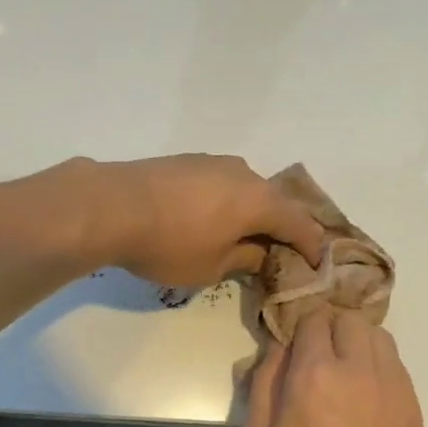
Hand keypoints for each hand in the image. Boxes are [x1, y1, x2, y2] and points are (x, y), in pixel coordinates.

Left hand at [91, 155, 324, 288]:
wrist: (111, 205)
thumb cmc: (169, 243)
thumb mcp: (211, 266)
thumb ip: (244, 259)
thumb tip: (260, 253)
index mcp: (259, 200)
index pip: (300, 224)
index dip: (312, 246)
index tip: (316, 265)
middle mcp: (243, 173)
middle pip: (274, 202)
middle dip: (281, 228)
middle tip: (279, 253)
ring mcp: (213, 162)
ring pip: (246, 189)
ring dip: (251, 213)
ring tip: (243, 236)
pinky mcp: (187, 160)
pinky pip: (221, 183)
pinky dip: (227, 202)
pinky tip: (211, 218)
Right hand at [242, 309, 427, 426]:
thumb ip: (264, 381)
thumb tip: (277, 347)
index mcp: (315, 374)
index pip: (312, 319)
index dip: (298, 329)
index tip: (291, 348)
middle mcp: (359, 369)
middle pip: (348, 318)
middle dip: (328, 330)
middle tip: (315, 360)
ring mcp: (392, 385)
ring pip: (377, 335)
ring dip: (356, 342)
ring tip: (342, 373)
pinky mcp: (412, 404)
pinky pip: (394, 363)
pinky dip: (377, 365)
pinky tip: (363, 397)